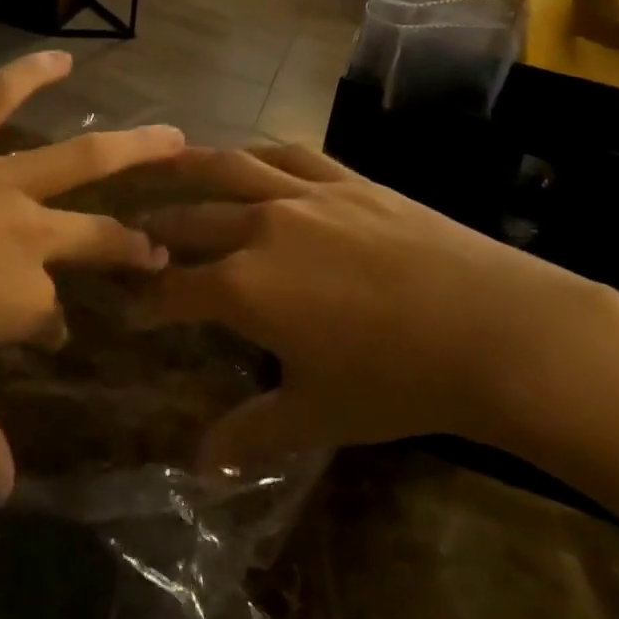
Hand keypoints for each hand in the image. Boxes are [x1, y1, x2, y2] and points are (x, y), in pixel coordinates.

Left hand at [0, 52, 182, 498]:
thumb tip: (1, 495)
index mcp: (17, 301)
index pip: (50, 318)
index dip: (49, 330)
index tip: (47, 337)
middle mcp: (26, 237)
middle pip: (97, 240)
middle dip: (131, 247)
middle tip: (154, 247)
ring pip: (84, 159)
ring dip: (137, 147)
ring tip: (175, 136)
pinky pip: (0, 96)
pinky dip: (30, 72)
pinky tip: (61, 56)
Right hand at [140, 143, 618, 469]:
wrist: (490, 328)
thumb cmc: (397, 380)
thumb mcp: (317, 414)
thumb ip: (253, 434)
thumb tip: (202, 465)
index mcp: (243, 286)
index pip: (173, 289)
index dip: (144, 299)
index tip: (128, 306)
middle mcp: (260, 226)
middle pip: (189, 220)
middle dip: (153, 229)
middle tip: (131, 234)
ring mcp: (304, 195)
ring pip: (229, 169)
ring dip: (188, 169)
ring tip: (162, 166)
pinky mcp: (346, 179)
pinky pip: (288, 154)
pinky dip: (257, 153)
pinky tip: (248, 156)